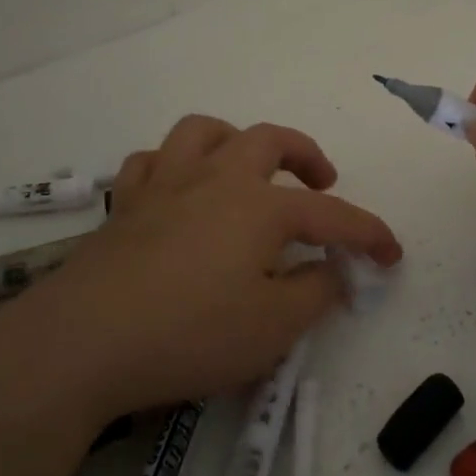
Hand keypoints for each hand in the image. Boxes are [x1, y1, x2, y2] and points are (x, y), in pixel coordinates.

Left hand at [0, 115, 400, 425]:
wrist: (83, 342)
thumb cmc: (190, 334)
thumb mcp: (272, 329)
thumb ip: (315, 294)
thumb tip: (334, 270)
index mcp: (260, 207)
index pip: (332, 215)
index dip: (368, 233)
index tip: (392, 254)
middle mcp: (217, 180)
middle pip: (269, 141)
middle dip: (305, 155)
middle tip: (322, 182)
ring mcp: (166, 186)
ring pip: (203, 133)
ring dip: (235, 141)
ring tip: (246, 170)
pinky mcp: (124, 206)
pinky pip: (150, 163)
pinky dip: (172, 167)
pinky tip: (179, 191)